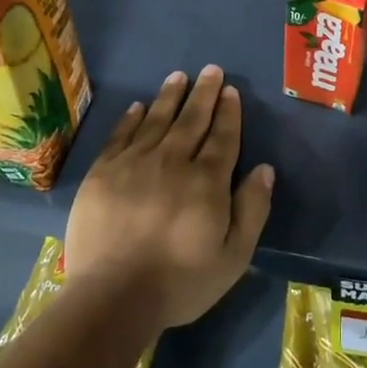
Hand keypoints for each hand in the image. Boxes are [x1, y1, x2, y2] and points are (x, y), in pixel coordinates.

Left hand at [64, 66, 274, 331]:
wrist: (112, 297)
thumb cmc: (180, 282)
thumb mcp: (233, 257)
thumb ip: (252, 209)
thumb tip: (264, 169)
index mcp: (206, 181)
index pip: (222, 137)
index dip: (228, 112)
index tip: (230, 90)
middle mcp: (172, 162)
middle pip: (191, 120)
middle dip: (204, 93)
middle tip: (210, 70)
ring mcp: (133, 164)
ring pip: (156, 120)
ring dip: (169, 97)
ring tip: (178, 76)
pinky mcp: (102, 173)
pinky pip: (120, 135)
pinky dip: (131, 118)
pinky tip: (138, 106)